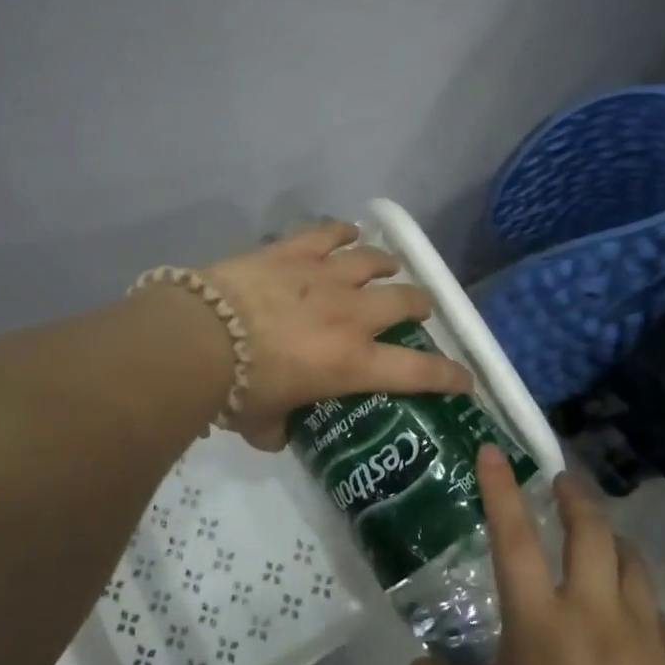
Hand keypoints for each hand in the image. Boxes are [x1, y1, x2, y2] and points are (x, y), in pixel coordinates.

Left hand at [201, 221, 472, 449]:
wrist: (200, 336)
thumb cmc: (236, 389)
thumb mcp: (262, 423)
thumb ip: (279, 429)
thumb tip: (280, 433)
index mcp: (352, 363)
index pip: (418, 373)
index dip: (449, 376)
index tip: (465, 379)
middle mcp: (351, 315)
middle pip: (405, 300)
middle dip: (419, 305)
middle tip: (417, 310)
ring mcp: (325, 276)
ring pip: (373, 260)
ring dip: (386, 264)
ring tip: (388, 265)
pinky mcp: (295, 251)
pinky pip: (329, 232)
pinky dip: (343, 231)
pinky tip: (348, 232)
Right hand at [413, 448, 664, 664]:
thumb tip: (422, 664)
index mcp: (539, 626)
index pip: (515, 537)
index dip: (501, 489)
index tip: (493, 451)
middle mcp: (594, 617)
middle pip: (591, 532)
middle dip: (575, 497)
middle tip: (562, 483)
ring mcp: (643, 639)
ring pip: (633, 563)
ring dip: (612, 542)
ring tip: (599, 541)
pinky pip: (656, 614)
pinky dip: (636, 600)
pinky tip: (626, 620)